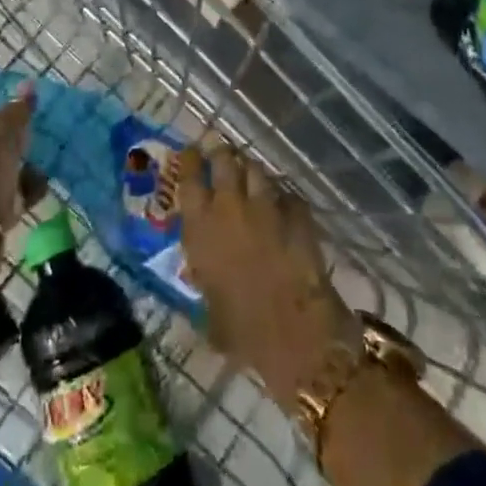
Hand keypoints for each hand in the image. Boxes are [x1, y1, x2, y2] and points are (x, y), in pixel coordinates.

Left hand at [0, 87, 33, 230]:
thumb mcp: (7, 125)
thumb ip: (19, 107)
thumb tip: (28, 84)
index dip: (1, 118)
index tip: (24, 119)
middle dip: (13, 146)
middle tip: (37, 140)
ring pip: (3, 171)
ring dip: (23, 168)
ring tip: (46, 161)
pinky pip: (13, 193)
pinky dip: (28, 188)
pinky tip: (44, 183)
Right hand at [177, 142, 355, 412]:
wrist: (295, 334)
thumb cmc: (243, 332)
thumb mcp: (210, 308)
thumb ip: (204, 279)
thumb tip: (203, 274)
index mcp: (201, 228)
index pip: (189, 178)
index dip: (189, 160)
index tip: (190, 152)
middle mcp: (229, 206)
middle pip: (223, 159)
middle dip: (221, 153)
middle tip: (220, 152)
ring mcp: (266, 206)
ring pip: (256, 169)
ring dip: (251, 170)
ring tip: (250, 174)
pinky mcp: (297, 213)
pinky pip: (286, 194)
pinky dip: (282, 196)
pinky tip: (283, 204)